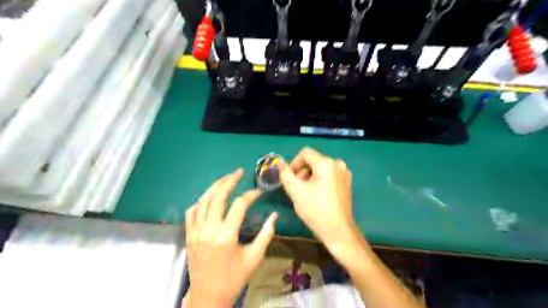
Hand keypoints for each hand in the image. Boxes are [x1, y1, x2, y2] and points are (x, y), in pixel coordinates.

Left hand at [186, 170, 278, 306]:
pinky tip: (209, 198)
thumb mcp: (255, 257)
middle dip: (229, 180)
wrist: (208, 296)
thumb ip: (266, 234)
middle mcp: (208, 229)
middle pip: (218, 196)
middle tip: (239, 172)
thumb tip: (274, 215)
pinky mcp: (189, 235)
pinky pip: (191, 212)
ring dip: (214, 187)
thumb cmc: (234, 278)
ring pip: (203, 200)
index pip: (239, 205)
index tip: (258, 192)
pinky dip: (200, 201)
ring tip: (226, 178)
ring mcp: (195, 231)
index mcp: (226, 236)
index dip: (250, 195)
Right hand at [279, 147, 359, 253]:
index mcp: (327, 163)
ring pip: (321, 168)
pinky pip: (329, 175)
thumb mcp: (296, 191)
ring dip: (309, 177)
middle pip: (314, 160)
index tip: (289, 177)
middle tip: (296, 187)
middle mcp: (338, 164)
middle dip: (302, 171)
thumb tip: (280, 164)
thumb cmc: (316, 210)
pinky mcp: (347, 182)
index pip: (305, 153)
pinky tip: (316, 195)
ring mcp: (344, 173)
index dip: (294, 163)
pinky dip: (319, 181)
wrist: (338, 231)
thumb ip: (285, 174)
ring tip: (305, 193)